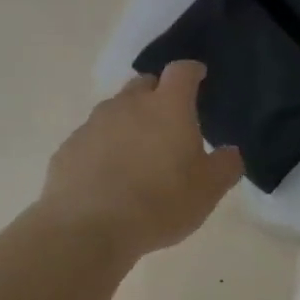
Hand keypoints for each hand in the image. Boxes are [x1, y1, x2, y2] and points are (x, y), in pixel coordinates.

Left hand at [39, 61, 243, 259]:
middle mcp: (128, 104)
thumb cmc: (159, 204)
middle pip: (145, 84)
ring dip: (129, 122)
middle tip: (169, 121)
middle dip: (158, 94)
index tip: (200, 78)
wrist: (88, 228)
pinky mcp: (69, 147)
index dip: (193, 72)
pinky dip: (104, 147)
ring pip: (116, 110)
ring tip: (137, 152)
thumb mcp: (207, 191)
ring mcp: (93, 124)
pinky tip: (108, 175)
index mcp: (167, 107)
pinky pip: (92, 138)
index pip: (182, 71)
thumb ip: (225, 166)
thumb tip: (229, 152)